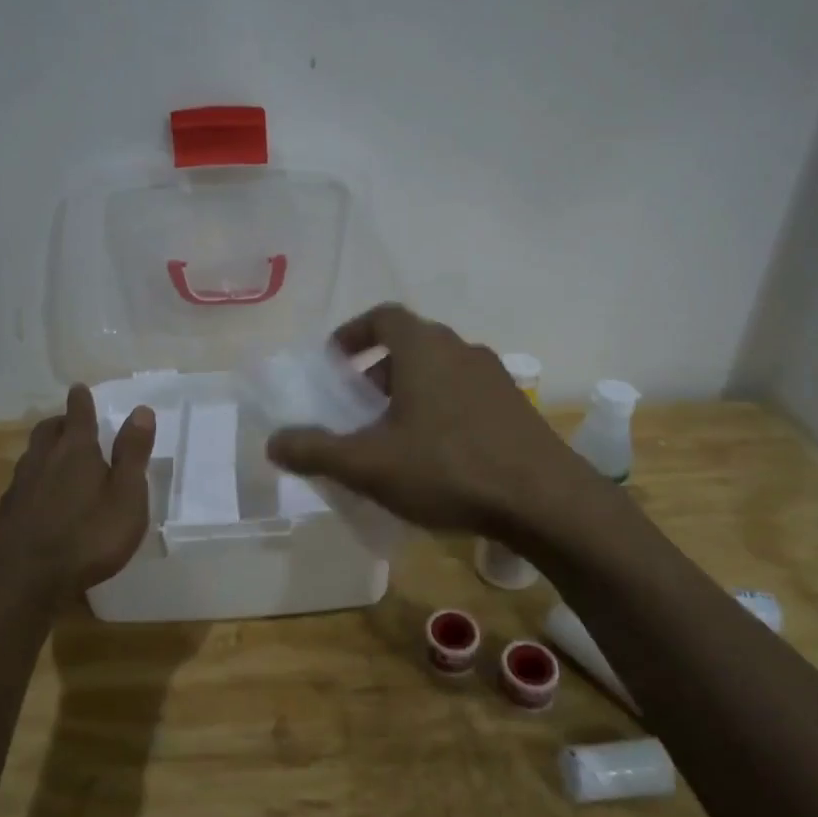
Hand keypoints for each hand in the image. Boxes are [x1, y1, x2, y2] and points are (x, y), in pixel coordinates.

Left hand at [0, 385, 155, 605]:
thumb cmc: (87, 536)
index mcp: (76, 450)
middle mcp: (44, 459)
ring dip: (45, 448)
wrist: (23, 580)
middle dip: (60, 422)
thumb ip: (133, 454)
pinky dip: (35, 477)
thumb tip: (141, 410)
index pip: (79, 414)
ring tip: (57, 455)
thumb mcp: (126, 496)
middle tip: (71, 422)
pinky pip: (23, 481)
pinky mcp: (8, 512)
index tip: (79, 388)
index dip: (81, 400)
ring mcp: (21, 486)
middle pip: (48, 429)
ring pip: (32, 454)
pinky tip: (41, 495)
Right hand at [264, 304, 581, 536]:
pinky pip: (465, 394)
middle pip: (411, 345)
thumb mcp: (369, 464)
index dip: (353, 333)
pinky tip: (436, 455)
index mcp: (424, 349)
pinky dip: (440, 409)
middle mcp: (461, 350)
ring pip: (440, 371)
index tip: (334, 361)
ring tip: (394, 435)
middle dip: (378, 370)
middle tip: (358, 406)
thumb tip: (273, 442)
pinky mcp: (516, 406)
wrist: (544, 501)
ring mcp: (495, 377)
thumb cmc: (448, 469)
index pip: (383, 315)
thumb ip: (316, 450)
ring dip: (410, 392)